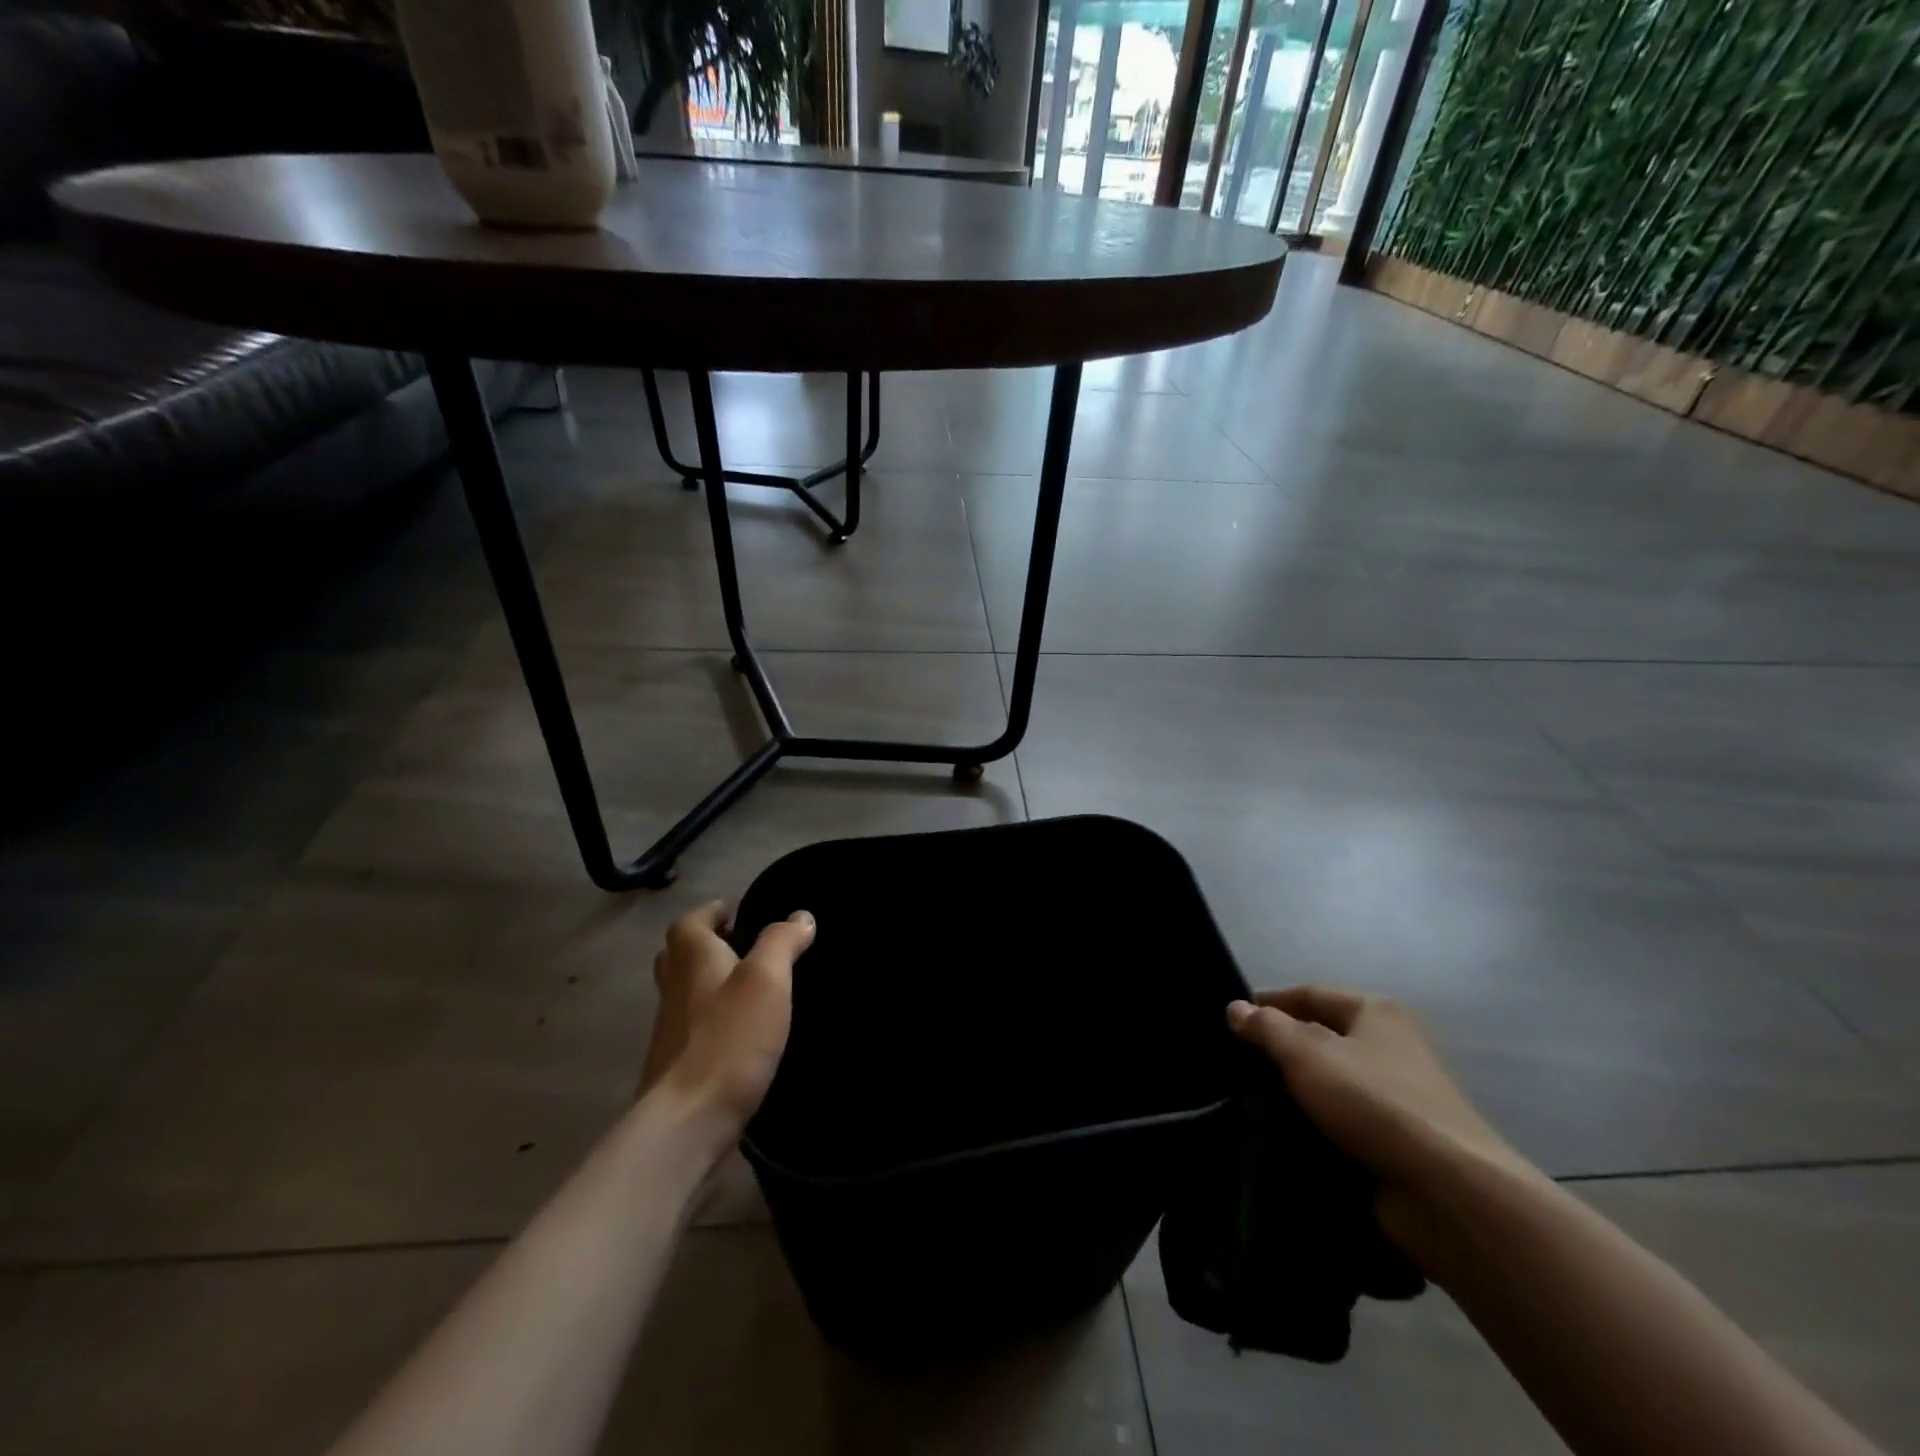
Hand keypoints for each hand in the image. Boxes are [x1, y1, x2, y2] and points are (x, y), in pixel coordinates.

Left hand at [639, 902, 814, 1137]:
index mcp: (692, 960)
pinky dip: (712, 1021)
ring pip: (684, 994)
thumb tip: (799, 916)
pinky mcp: (675, 1068)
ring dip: (708, 984)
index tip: (736, 913)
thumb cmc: (730, 1039)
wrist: (687, 1122)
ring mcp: (669, 1032)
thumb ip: (781, 942)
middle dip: (706, 946)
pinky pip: (692, 1030)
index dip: (711, 913)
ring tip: (749, 990)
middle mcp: (673, 990)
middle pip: (680, 956)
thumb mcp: (766, 980)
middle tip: (742, 948)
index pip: (690, 922)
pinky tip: (741, 1035)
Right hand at [1227, 988, 1537, 1262]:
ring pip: (1332, 1085)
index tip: (1233, 1018)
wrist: (1447, 1192)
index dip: (1271, 1002)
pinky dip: (1316, 1127)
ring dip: (1297, 1093)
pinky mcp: (1399, 1143)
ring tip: (1249, 1103)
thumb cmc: (1373, 1101)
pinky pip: (1344, 1124)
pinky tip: (1283, 1136)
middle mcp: (1392, 1047)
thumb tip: (1235, 1008)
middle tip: (1236, 1064)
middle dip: (1281, 1051)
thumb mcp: (1306, 1054)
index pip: (1311, 994)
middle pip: (1322, 1039)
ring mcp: (1399, 1098)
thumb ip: (1266, 1028)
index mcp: (1376, 1012)